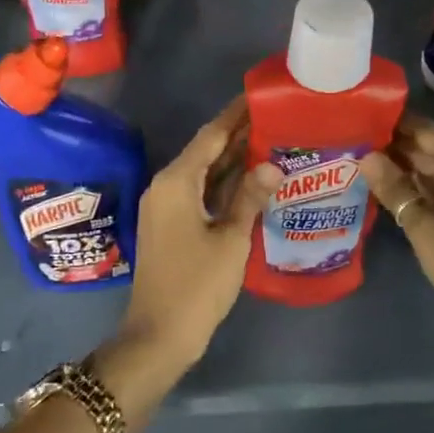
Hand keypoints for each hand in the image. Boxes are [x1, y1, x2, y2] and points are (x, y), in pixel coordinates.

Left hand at [116, 100, 280, 368]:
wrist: (158, 336)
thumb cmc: (196, 286)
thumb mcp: (231, 240)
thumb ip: (250, 198)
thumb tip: (272, 165)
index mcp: (177, 182)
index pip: (210, 135)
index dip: (235, 115)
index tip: (259, 95)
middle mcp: (166, 185)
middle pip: (205, 150)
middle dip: (237, 134)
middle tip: (275, 117)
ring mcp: (166, 206)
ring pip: (203, 171)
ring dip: (232, 158)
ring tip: (270, 140)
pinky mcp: (171, 224)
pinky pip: (199, 191)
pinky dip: (223, 182)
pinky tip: (251, 179)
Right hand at [361, 117, 433, 372]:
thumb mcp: (425, 229)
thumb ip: (395, 190)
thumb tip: (366, 157)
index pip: (426, 131)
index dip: (394, 123)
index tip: (360, 117)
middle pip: (429, 150)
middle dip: (393, 146)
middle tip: (352, 142)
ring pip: (432, 173)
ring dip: (402, 169)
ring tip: (360, 162)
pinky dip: (415, 190)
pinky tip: (386, 191)